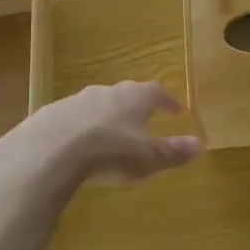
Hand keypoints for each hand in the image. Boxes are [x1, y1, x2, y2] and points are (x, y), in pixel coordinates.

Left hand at [0, 82, 200, 196]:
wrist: (50, 151)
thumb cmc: (110, 152)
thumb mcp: (149, 158)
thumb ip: (174, 152)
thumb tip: (200, 144)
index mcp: (134, 97)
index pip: (156, 92)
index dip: (167, 101)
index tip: (175, 110)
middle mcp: (106, 92)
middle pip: (125, 94)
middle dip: (135, 107)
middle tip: (143, 120)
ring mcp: (75, 100)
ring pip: (96, 104)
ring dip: (105, 116)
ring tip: (109, 135)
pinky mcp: (49, 114)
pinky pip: (70, 119)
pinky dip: (78, 129)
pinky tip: (76, 146)